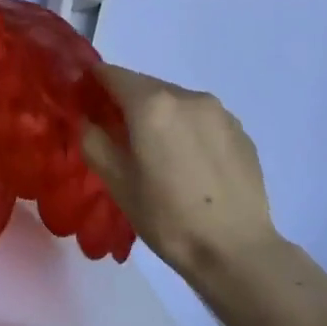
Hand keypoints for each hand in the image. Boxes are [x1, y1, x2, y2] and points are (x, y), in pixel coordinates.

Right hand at [79, 63, 284, 277]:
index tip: (86, 104)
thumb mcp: (116, 182)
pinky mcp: (241, 131)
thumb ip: (93, 140)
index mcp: (152, 105)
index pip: (113, 74)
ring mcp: (219, 112)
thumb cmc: (167, 217)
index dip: (94, 84)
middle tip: (119, 138)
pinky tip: (190, 166)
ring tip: (158, 156)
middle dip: (127, 104)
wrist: (236, 251)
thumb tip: (88, 119)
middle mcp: (187, 96)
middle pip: (146, 86)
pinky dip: (187, 130)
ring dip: (159, 117)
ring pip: (176, 102)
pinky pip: (202, 120)